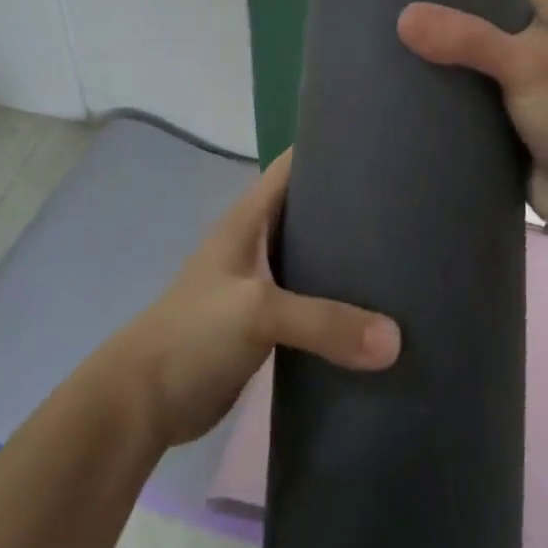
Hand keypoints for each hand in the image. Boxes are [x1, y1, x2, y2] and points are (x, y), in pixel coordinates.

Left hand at [103, 151, 400, 447]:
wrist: (144, 402)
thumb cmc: (193, 333)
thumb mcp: (257, 312)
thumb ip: (324, 321)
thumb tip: (396, 341)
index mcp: (248, 219)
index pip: (292, 166)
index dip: (327, 148)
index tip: (377, 146)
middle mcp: (256, 243)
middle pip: (309, 211)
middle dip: (349, 206)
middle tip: (404, 205)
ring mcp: (260, 284)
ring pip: (312, 258)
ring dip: (346, 259)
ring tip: (400, 255)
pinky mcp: (265, 324)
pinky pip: (310, 302)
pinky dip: (337, 303)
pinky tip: (374, 311)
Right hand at [398, 1, 547, 241]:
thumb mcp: (525, 64)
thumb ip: (468, 40)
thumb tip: (403, 18)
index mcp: (543, 26)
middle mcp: (525, 58)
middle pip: (468, 39)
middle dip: (432, 36)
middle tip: (378, 24)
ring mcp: (510, 99)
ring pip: (460, 80)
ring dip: (430, 78)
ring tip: (373, 61)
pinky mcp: (497, 137)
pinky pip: (457, 119)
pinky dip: (434, 116)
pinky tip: (394, 106)